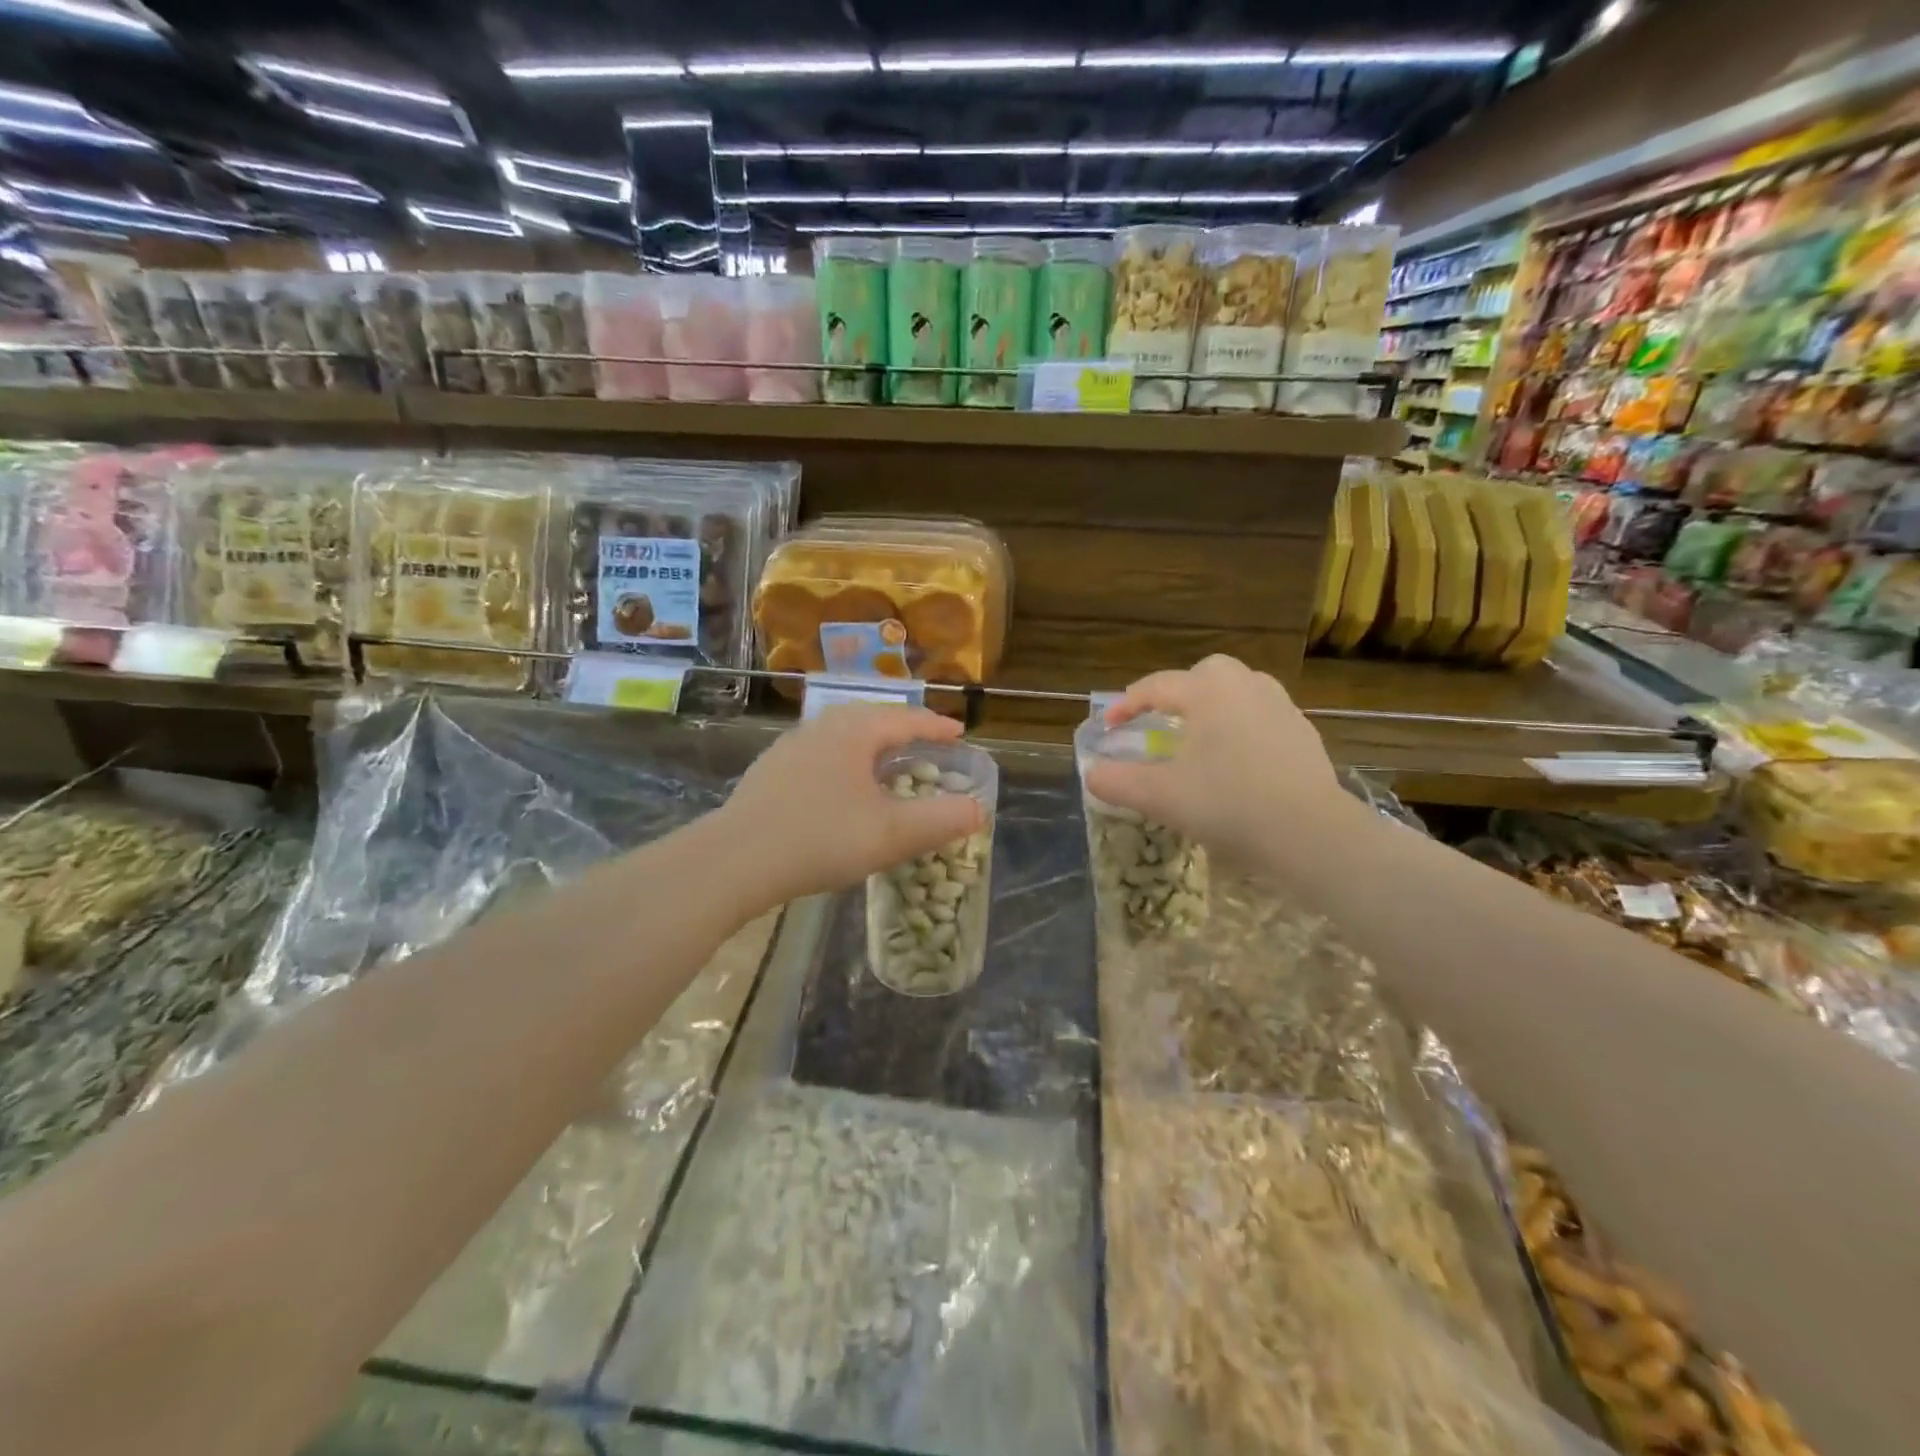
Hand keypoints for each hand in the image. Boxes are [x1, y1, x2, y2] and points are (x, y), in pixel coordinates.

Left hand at [720, 704, 986, 909]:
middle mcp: (822, 727)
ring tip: (887, 762)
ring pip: (843, 735)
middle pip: (872, 718)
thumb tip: (979, 809)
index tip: (959, 733)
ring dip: (871, 745)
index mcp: (854, 731)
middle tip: (927, 744)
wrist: (735, 859)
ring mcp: (790, 747)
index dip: (936, 727)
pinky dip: (845, 761)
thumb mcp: (892, 834)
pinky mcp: (770, 771)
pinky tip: (841, 786)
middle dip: (904, 730)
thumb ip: (941, 820)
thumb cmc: (821, 838)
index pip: (905, 719)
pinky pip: (821, 754)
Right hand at [1082, 655, 1357, 861]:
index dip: (1127, 705)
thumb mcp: (1159, 796)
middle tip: (1162, 722)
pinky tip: (1238, 762)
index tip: (1109, 727)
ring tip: (1201, 738)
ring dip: (1214, 706)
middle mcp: (1246, 687)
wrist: (1309, 833)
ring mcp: (1282, 708)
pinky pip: (1264, 717)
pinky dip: (1243, 728)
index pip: (1157, 686)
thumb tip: (1092, 774)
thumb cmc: (1227, 804)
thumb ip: (1117, 782)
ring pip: (1240, 691)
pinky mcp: (1304, 734)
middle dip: (1179, 692)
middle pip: (1205, 673)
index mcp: (1208, 692)